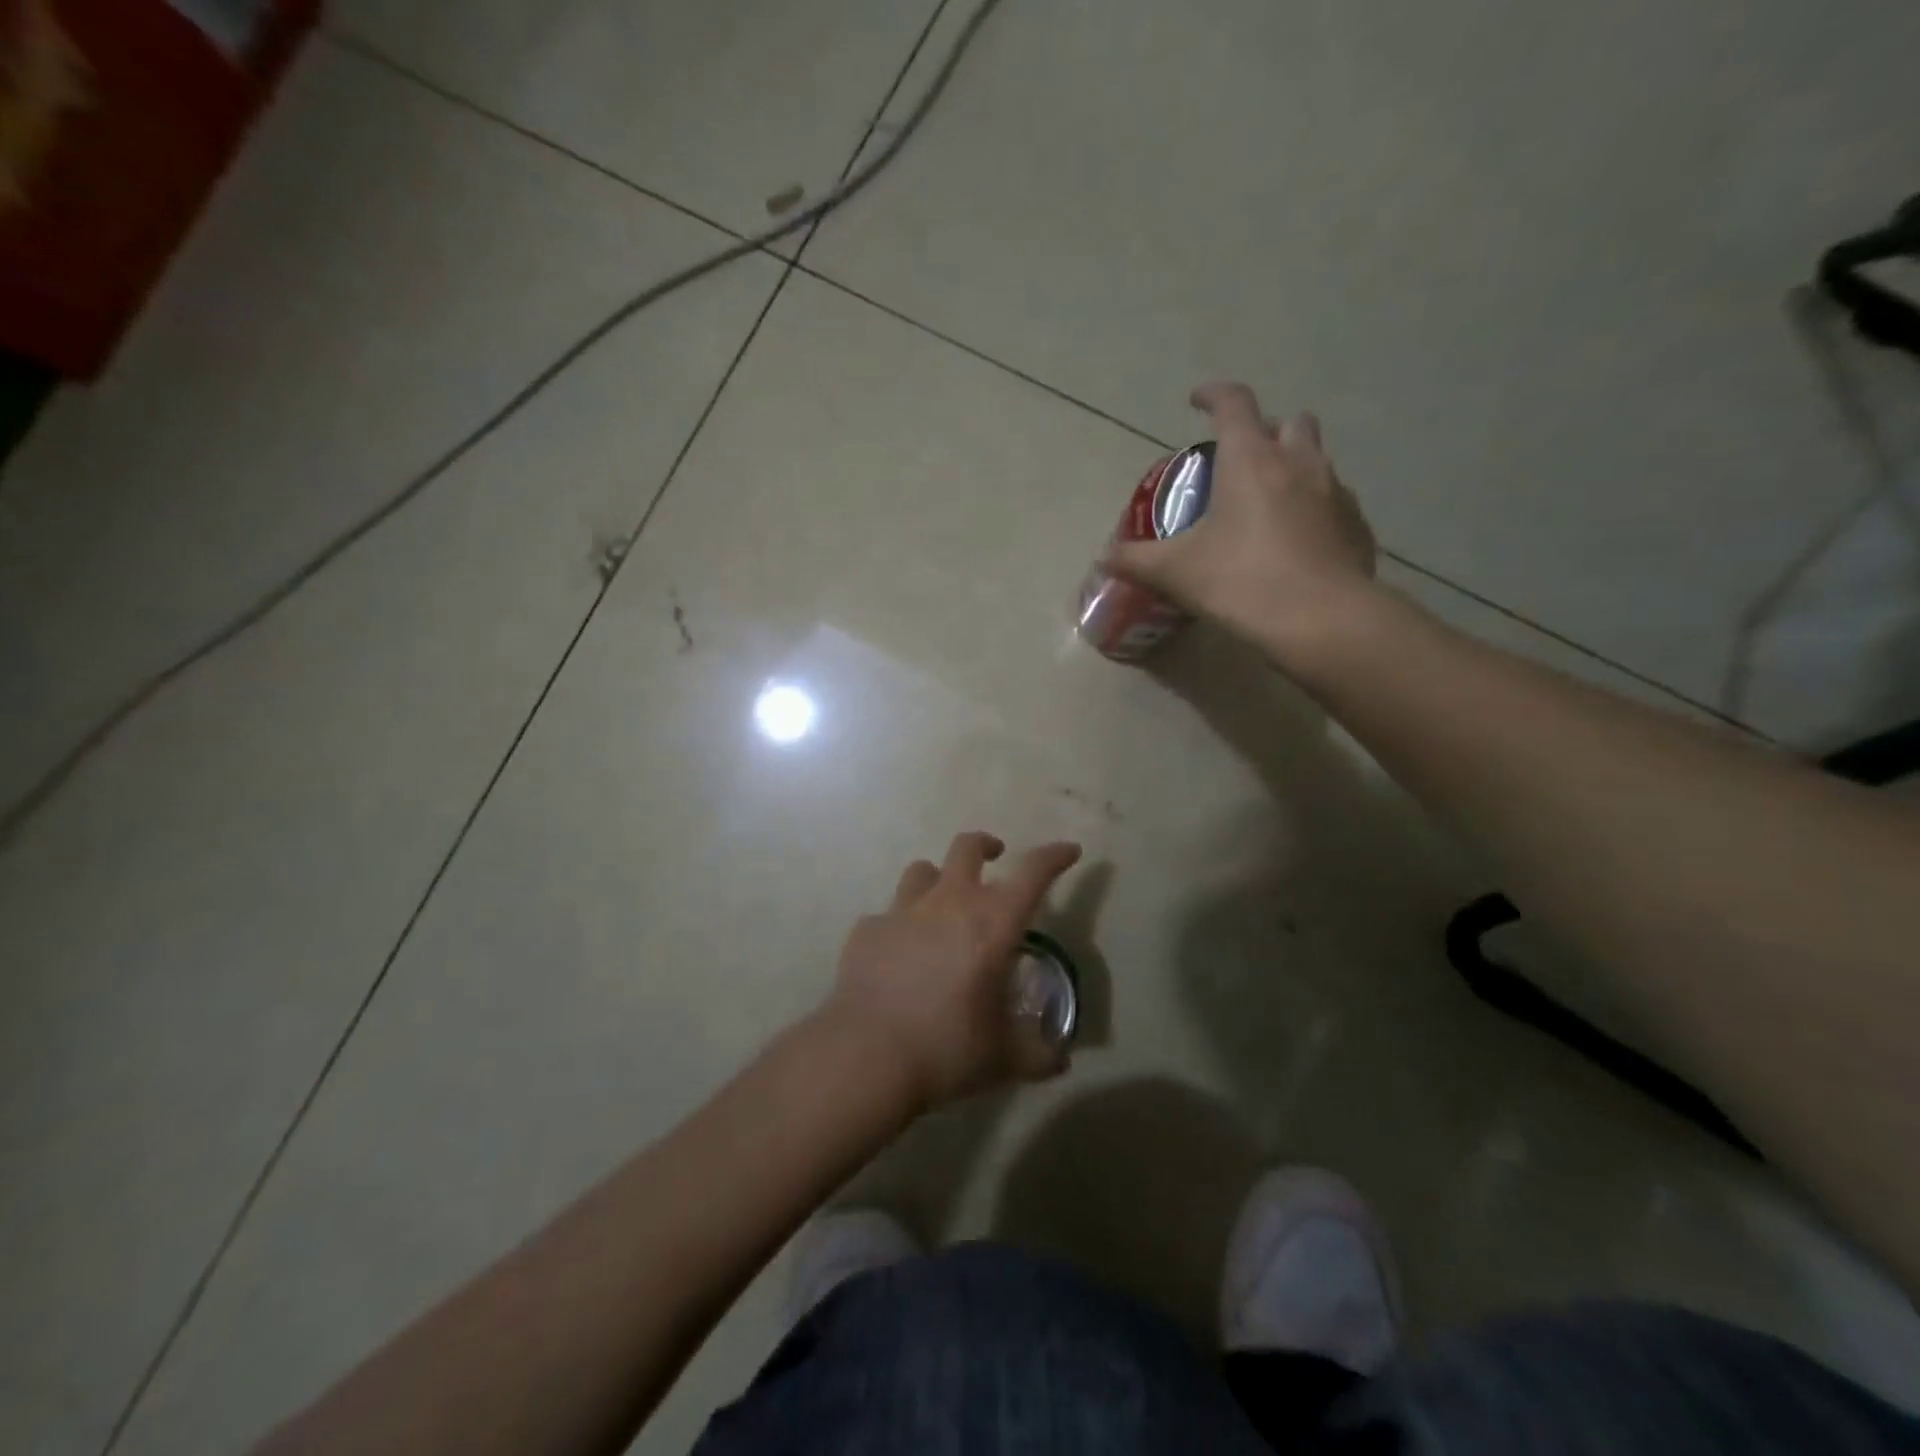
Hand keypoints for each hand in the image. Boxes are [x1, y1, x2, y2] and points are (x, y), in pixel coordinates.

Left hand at [826, 832, 1082, 1109]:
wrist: (867, 1054)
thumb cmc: (947, 1049)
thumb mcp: (1003, 1058)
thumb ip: (1038, 1055)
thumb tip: (1060, 1061)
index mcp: (992, 923)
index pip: (1034, 872)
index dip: (1054, 856)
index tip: (1068, 851)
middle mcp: (949, 902)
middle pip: (967, 847)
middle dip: (985, 846)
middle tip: (995, 857)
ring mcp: (903, 910)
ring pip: (923, 870)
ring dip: (938, 879)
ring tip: (942, 902)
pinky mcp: (867, 929)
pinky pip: (888, 914)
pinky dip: (900, 925)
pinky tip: (899, 953)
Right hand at [1105, 381, 1379, 657]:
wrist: (1322, 620)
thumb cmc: (1241, 582)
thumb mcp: (1176, 573)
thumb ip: (1136, 560)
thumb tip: (1104, 557)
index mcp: (1251, 460)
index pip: (1233, 404)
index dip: (1213, 395)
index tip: (1197, 400)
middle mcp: (1298, 463)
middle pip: (1289, 422)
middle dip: (1265, 430)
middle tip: (1242, 459)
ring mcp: (1336, 492)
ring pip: (1317, 458)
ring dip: (1294, 466)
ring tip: (1270, 500)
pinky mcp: (1357, 525)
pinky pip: (1335, 501)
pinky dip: (1315, 507)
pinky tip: (1299, 540)